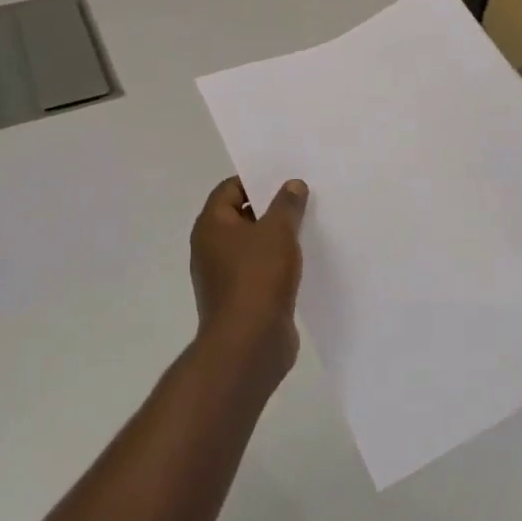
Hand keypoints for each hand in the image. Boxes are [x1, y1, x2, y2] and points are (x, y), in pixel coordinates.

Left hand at [189, 176, 308, 386]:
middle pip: (242, 216)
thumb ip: (286, 204)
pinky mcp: (243, 298)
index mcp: (211, 226)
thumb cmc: (257, 277)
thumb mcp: (277, 231)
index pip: (229, 189)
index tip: (286, 177)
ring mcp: (226, 276)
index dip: (256, 179)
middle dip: (272, 207)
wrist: (250, 343)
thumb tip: (292, 185)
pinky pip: (262, 270)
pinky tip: (305, 259)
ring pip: (254, 244)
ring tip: (310, 224)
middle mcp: (212, 248)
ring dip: (278, 236)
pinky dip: (280, 262)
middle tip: (304, 197)